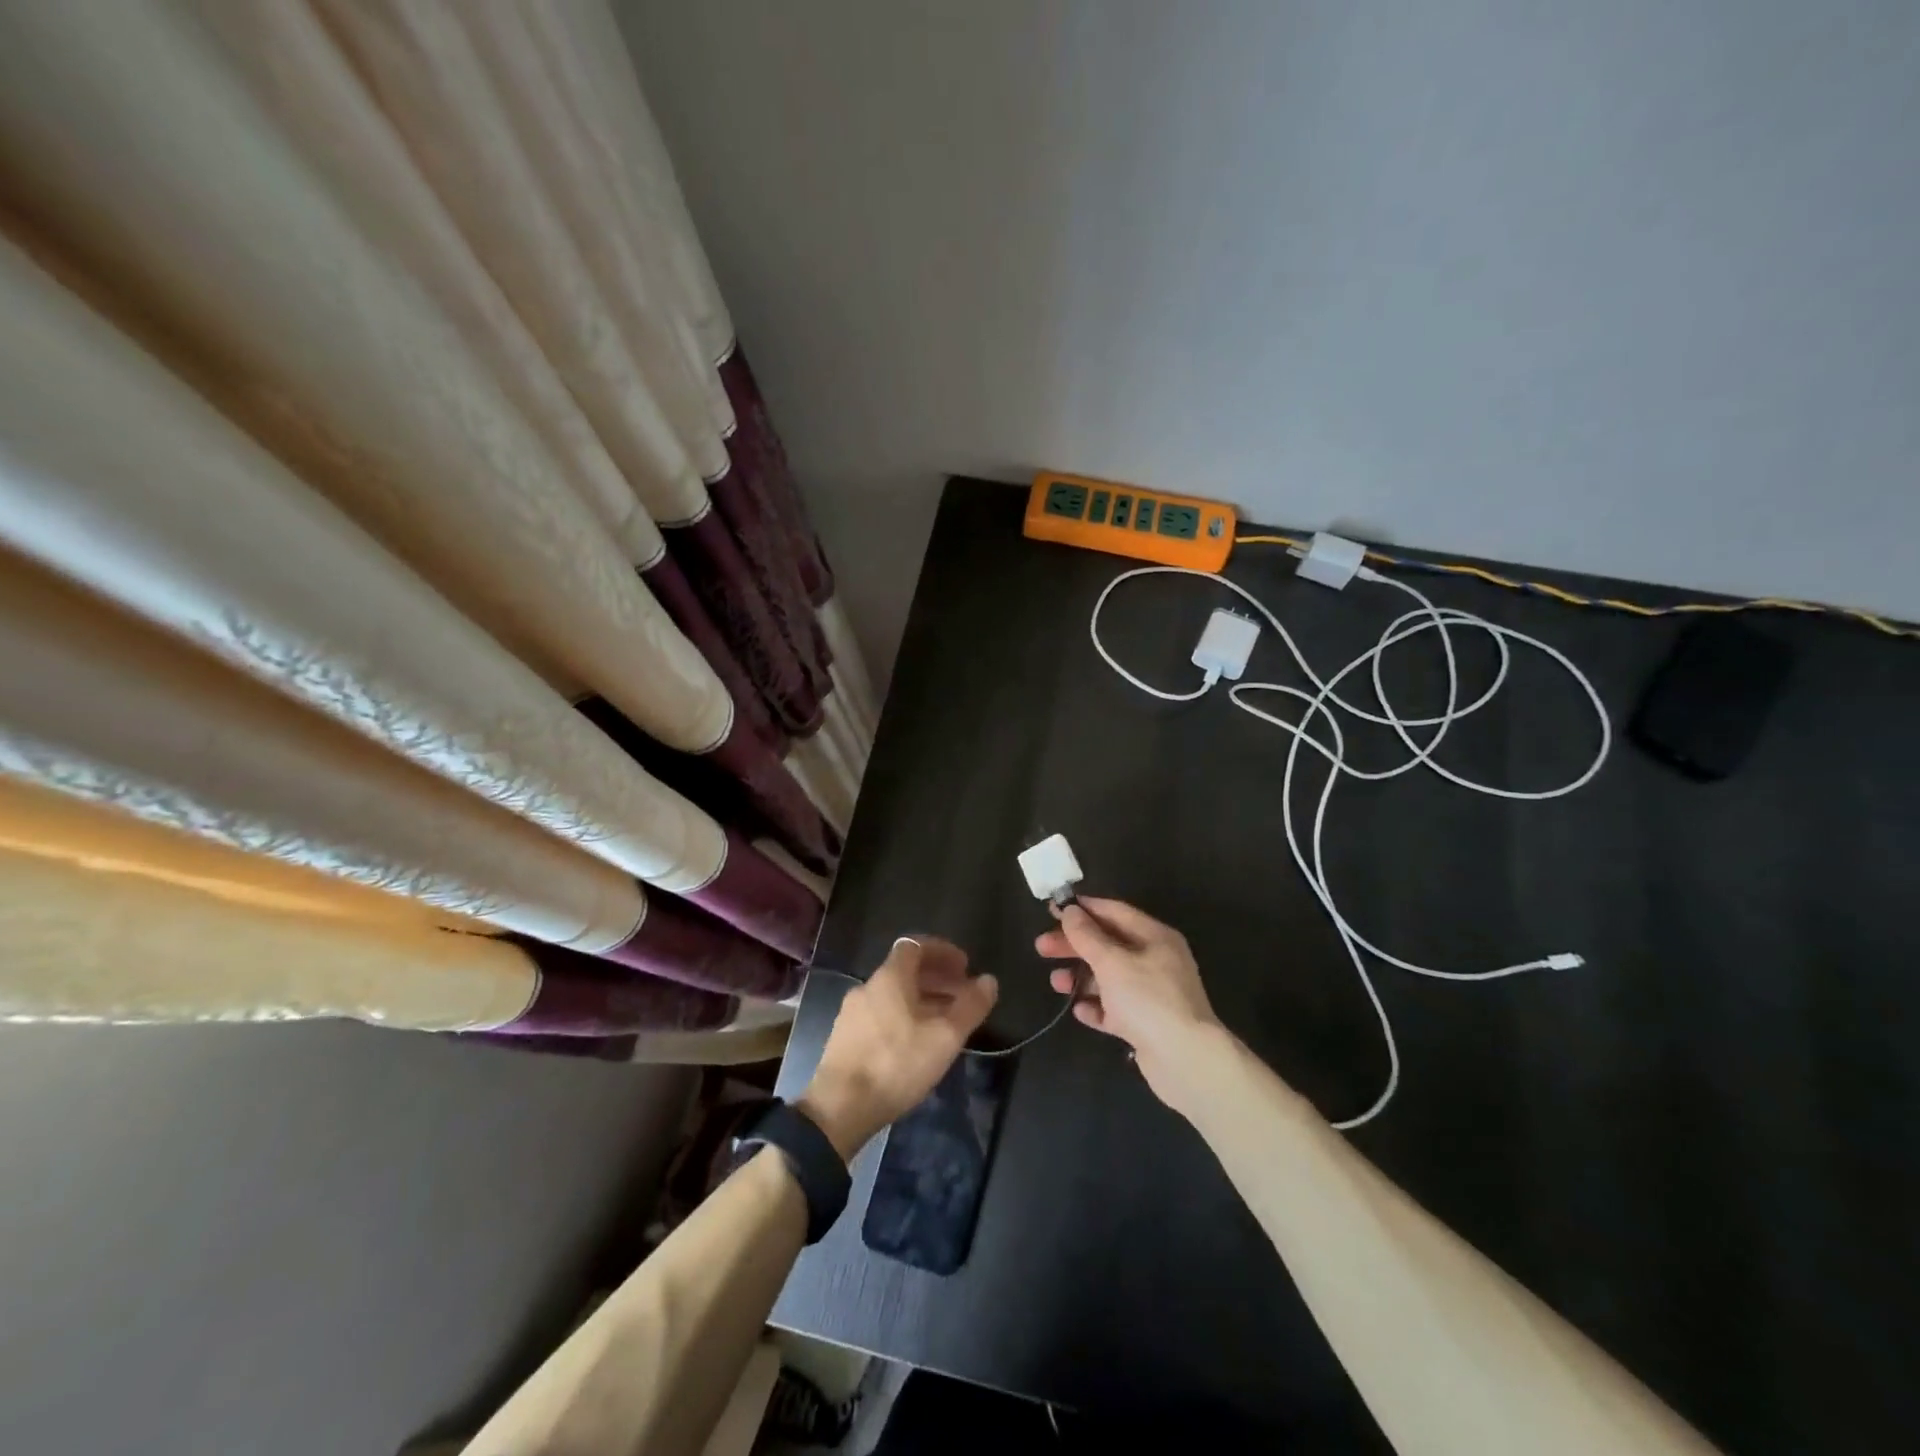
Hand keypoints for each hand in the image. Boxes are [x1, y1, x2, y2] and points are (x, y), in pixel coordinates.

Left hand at [799, 937, 997, 1159]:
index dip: (942, 951)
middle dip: (937, 978)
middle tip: (963, 996)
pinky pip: (881, 1014)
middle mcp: (868, 986)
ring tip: (946, 1022)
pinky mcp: (845, 1038)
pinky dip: (904, 1016)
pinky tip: (917, 1043)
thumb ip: (970, 1006)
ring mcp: (852, 1012)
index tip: (965, 966)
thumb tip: (989, 980)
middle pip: (906, 970)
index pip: (916, 945)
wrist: (839, 1108)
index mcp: (889, 977)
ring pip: (894, 995)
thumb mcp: (944, 1037)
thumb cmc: (896, 1064)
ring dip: (922, 1000)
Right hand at [1035, 897, 1225, 1110]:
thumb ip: (1088, 936)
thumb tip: (1070, 911)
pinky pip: (1115, 1009)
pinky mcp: (1146, 1024)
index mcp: (1155, 937)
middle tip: (1041, 948)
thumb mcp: (1113, 962)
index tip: (1053, 910)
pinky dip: (1097, 1007)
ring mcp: (1152, 994)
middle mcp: (1156, 961)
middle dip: (1075, 945)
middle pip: (1108, 945)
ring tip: (1056, 983)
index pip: (1115, 912)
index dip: (1084, 909)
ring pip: (1109, 978)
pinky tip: (1080, 1011)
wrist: (1186, 1061)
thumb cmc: (1148, 1000)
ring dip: (1081, 978)